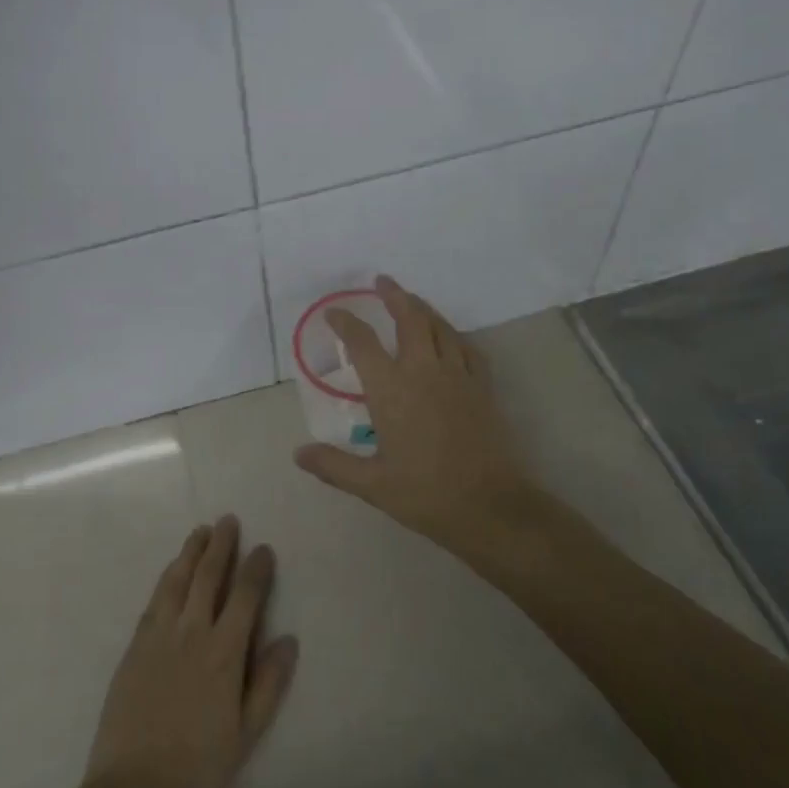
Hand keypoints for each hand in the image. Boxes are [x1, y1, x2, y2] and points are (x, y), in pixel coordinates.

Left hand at [80, 516, 297, 787]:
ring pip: (176, 581)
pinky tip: (171, 571)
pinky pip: (153, 600)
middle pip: (207, 577)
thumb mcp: (247, 734)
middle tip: (228, 520)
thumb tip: (289, 639)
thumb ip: (268, 684)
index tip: (263, 548)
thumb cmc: (199, 768)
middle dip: (220, 546)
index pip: (244, 597)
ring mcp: (158, 637)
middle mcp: (191, 633)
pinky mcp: (134, 647)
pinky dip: (166, 579)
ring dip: (190, 553)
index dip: (255, 569)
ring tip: (200, 531)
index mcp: (223, 653)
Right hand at [294, 275, 536, 557]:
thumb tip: (298, 454)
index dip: (346, 323)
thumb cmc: (425, 494)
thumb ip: (333, 465)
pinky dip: (454, 335)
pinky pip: (468, 349)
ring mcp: (458, 376)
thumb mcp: (372, 485)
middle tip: (382, 281)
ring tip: (412, 300)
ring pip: (441, 328)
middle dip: (394, 296)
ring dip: (424, 308)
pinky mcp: (483, 388)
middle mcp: (424, 372)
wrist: (489, 506)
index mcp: (391, 390)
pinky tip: (450, 337)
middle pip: (409, 319)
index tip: (334, 313)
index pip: (363, 344)